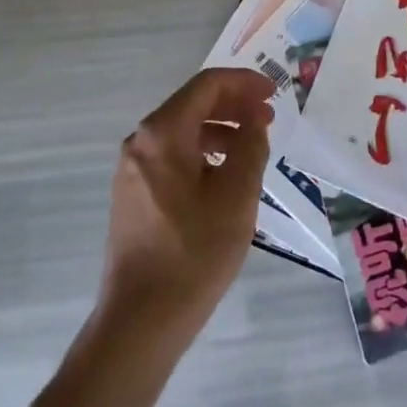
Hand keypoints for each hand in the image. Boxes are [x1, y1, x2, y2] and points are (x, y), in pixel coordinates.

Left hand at [100, 67, 274, 340]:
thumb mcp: (237, 195)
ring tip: (252, 146)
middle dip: (233, 105)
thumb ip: (250, 146)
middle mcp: (141, 141)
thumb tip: (253, 121)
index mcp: (162, 133)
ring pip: (182, 130)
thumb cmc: (194, 253)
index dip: (244, 84)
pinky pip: (172, 155)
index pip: (207, 85)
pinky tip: (224, 175)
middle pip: (192, 103)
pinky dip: (201, 152)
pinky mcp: (133, 194)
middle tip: (268, 117)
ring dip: (220, 129)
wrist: (140, 322)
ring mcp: (132, 169)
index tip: (274, 93)